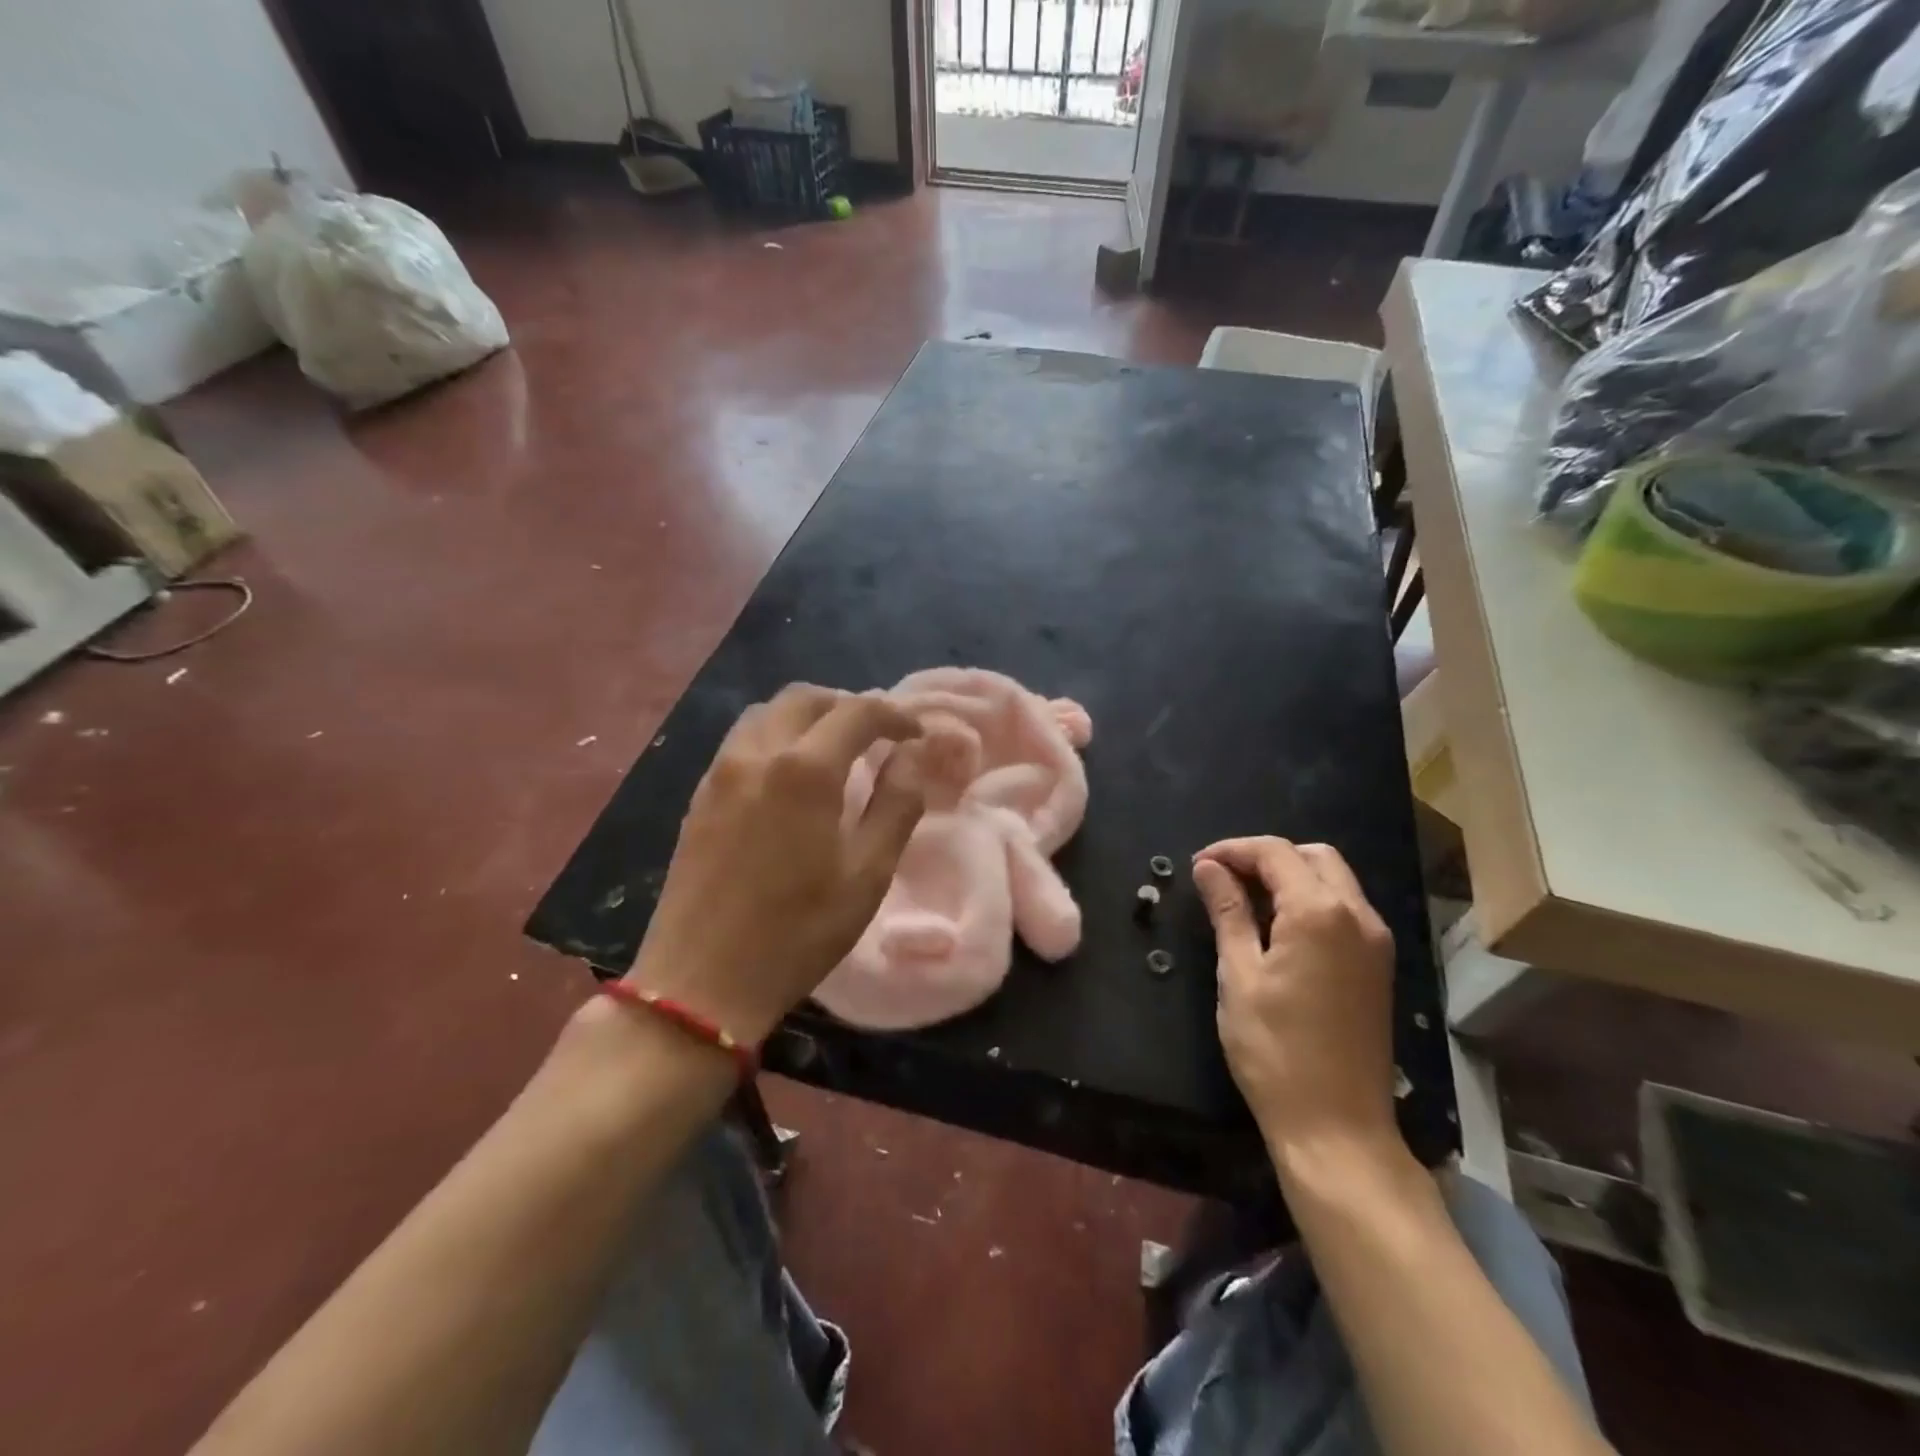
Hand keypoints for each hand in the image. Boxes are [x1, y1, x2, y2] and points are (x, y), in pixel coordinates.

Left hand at [627, 685, 926, 1043]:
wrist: (702, 982)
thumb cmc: (798, 932)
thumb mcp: (867, 874)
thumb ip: (896, 804)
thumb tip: (909, 756)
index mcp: (805, 769)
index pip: (857, 712)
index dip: (894, 715)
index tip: (915, 733)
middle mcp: (757, 754)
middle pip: (805, 698)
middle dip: (847, 706)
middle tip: (876, 735)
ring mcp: (720, 772)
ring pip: (767, 714)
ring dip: (807, 717)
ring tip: (833, 748)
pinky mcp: (699, 796)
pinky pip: (741, 741)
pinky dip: (775, 736)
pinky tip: (789, 775)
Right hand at [1193, 837, 1399, 1166]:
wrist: (1337, 1127)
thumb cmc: (1275, 1050)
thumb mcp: (1239, 974)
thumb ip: (1228, 912)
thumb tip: (1208, 868)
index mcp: (1320, 912)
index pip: (1275, 852)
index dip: (1233, 850)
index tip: (1198, 865)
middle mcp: (1358, 916)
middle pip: (1312, 857)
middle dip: (1265, 857)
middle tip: (1222, 879)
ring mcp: (1375, 942)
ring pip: (1333, 880)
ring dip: (1289, 876)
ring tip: (1243, 901)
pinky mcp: (1378, 966)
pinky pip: (1344, 909)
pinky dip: (1309, 901)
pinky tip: (1277, 928)